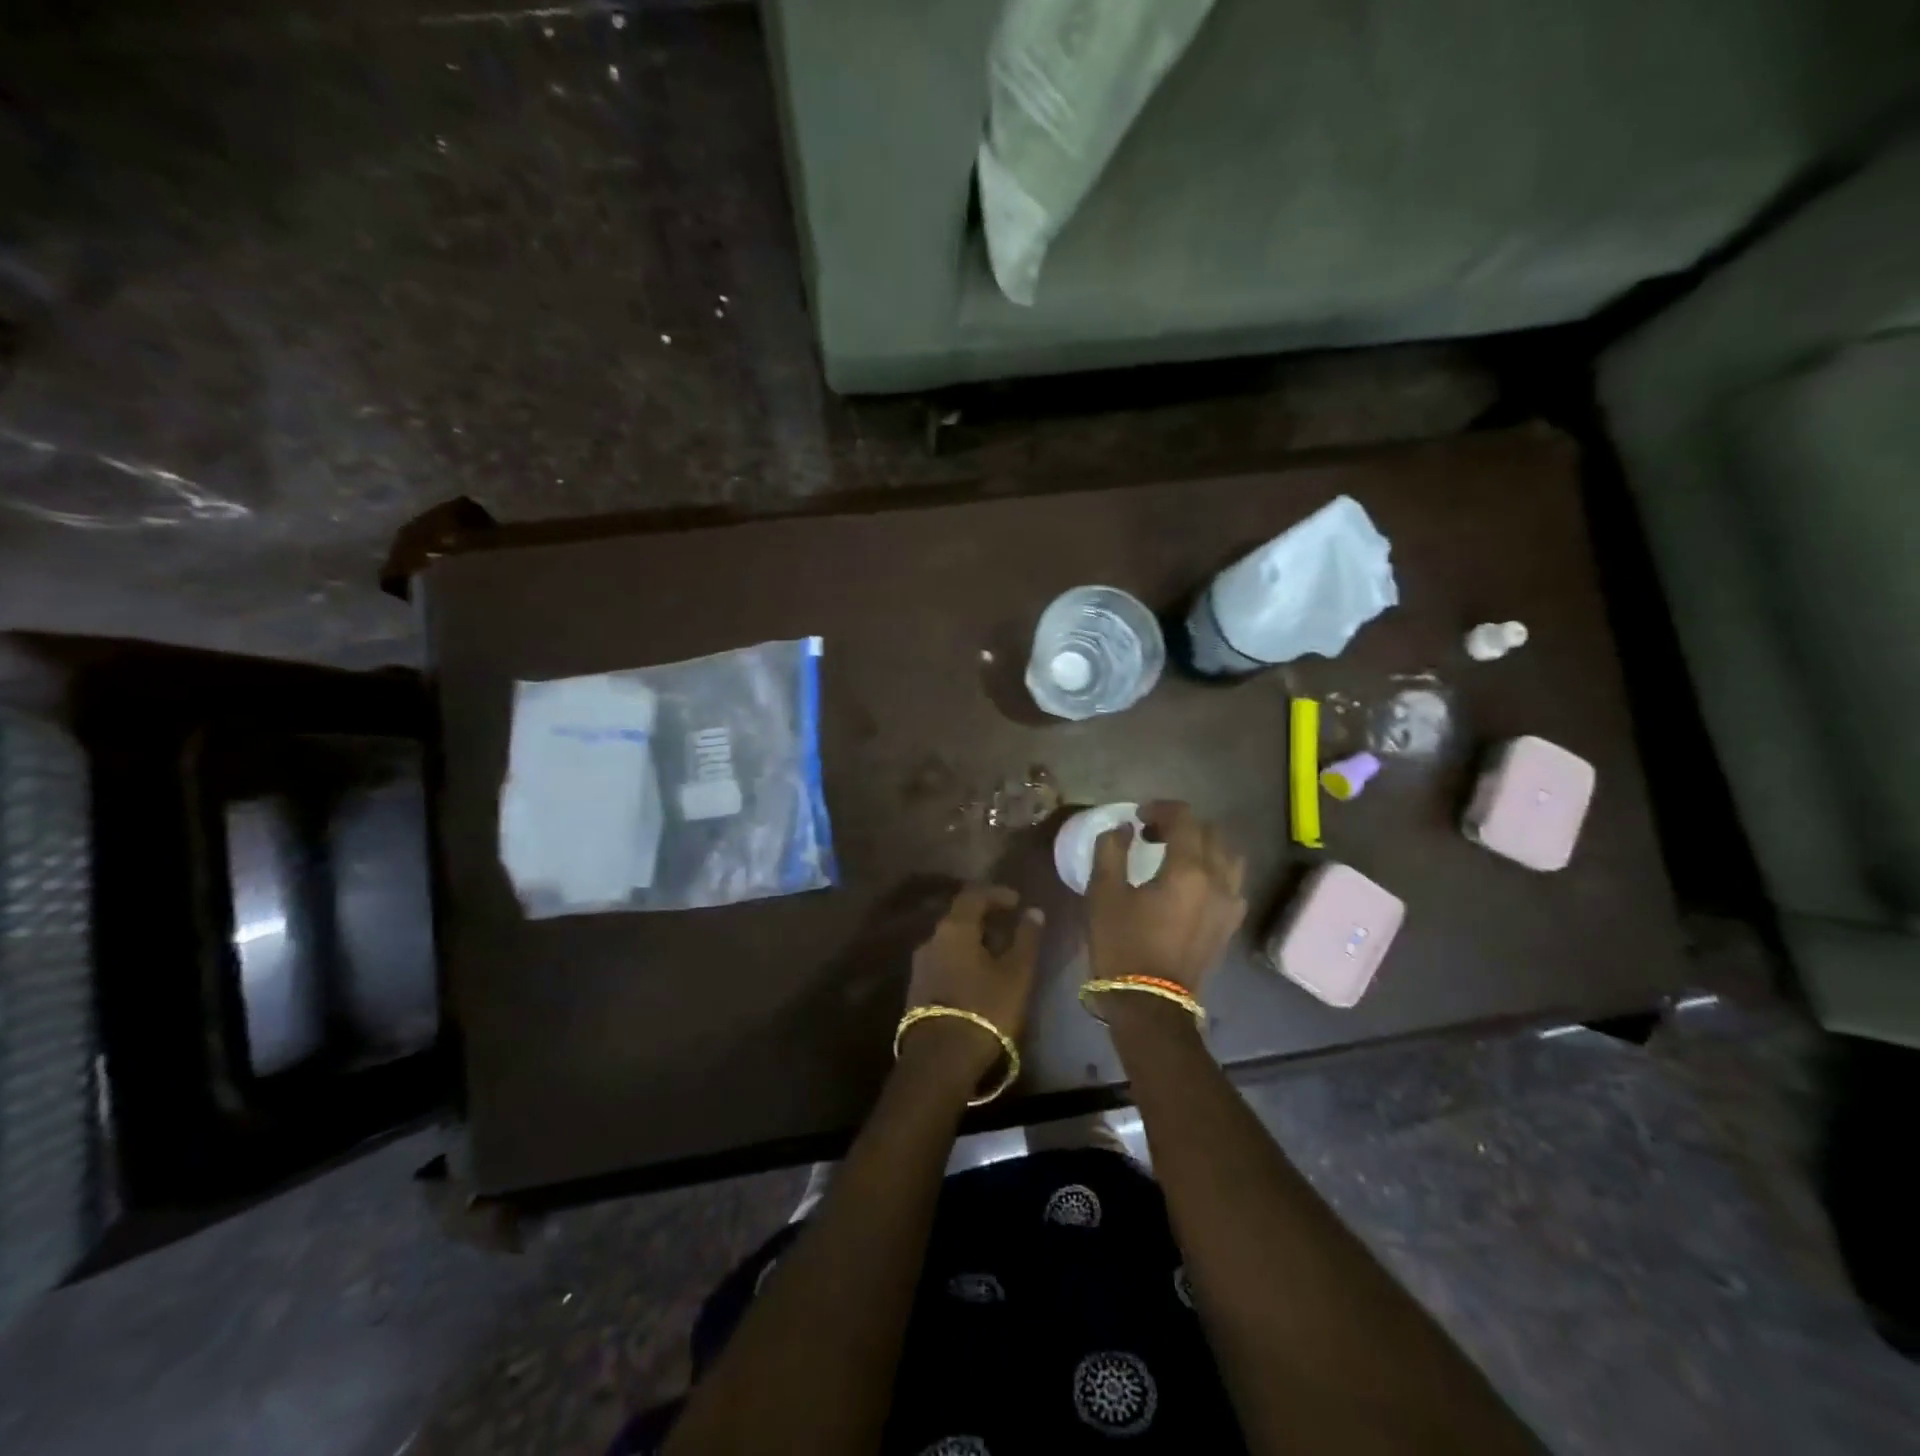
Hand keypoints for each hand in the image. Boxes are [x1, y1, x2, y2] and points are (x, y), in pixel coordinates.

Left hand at [902, 884, 1043, 1084]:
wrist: (940, 1059)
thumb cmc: (985, 1007)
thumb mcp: (1016, 973)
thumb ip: (1026, 938)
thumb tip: (1033, 912)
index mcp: (954, 928)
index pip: (974, 895)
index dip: (997, 894)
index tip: (1017, 902)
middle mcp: (931, 939)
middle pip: (959, 917)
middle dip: (985, 918)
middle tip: (1010, 927)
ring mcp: (920, 965)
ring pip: (950, 941)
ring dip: (973, 940)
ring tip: (998, 954)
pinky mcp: (917, 989)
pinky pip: (943, 961)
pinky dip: (962, 959)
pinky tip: (978, 976)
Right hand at [1088, 800, 1246, 992]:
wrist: (1150, 1004)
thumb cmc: (1123, 945)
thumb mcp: (1104, 894)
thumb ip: (1111, 851)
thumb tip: (1123, 829)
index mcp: (1189, 870)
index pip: (1185, 819)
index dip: (1160, 809)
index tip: (1138, 817)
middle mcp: (1218, 881)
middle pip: (1211, 833)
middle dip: (1181, 824)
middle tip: (1151, 834)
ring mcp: (1230, 904)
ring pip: (1229, 856)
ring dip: (1203, 845)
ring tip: (1176, 854)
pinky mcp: (1230, 924)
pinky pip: (1232, 882)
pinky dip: (1214, 869)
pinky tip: (1191, 882)